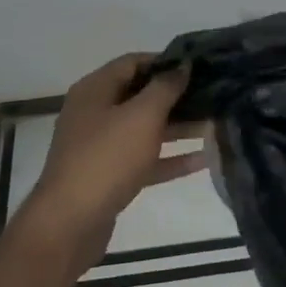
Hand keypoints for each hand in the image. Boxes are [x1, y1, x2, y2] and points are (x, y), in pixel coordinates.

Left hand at [28, 53, 203, 266]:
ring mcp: (101, 147)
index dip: (166, 61)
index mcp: (95, 91)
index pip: (133, 62)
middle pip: (141, 96)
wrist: (69, 224)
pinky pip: (145, 159)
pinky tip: (203, 159)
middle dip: (177, 96)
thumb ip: (166, 87)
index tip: (199, 66)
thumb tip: (183, 65)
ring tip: (215, 124)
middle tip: (214, 95)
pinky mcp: (110, 177)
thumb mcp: (142, 115)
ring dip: (179, 127)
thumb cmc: (107, 158)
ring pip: (146, 129)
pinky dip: (170, 158)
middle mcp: (95, 114)